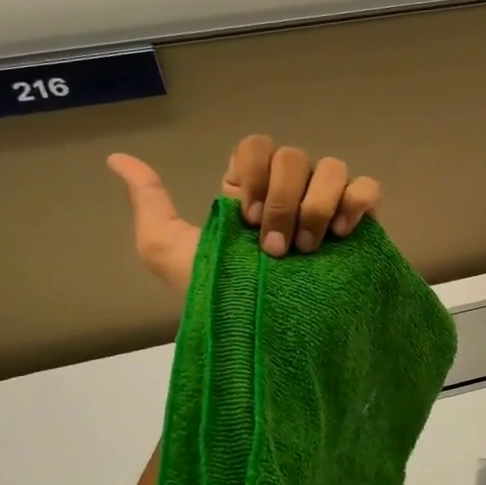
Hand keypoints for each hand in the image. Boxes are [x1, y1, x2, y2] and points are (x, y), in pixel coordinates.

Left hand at [107, 136, 382, 297]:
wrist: (263, 338)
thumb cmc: (218, 297)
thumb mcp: (168, 251)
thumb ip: (149, 203)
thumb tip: (117, 159)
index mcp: (253, 191)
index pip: (257, 146)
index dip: (255, 173)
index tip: (247, 219)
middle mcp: (292, 190)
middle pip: (295, 156)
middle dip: (284, 202)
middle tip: (275, 249)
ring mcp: (329, 204)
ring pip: (333, 168)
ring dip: (317, 207)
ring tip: (310, 249)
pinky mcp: (361, 222)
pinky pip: (368, 188)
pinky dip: (357, 202)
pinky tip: (342, 234)